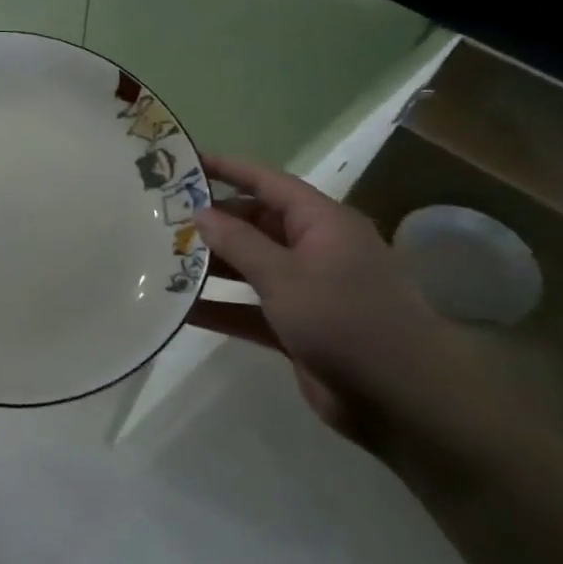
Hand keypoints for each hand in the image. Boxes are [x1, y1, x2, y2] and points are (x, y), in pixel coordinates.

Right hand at [187, 154, 496, 454]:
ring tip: (159, 259)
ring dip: (210, 265)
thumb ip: (239, 242)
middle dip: (210, 222)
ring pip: (248, 266)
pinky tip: (178, 309)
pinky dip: (219, 307)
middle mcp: (315, 249)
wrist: (403, 402)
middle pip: (254, 223)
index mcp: (322, 223)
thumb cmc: (347, 321)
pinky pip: (248, 308)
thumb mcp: (286, 276)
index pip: (268, 182)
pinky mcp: (297, 326)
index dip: (227, 169)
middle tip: (158, 219)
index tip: (184, 161)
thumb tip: (200, 212)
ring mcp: (306, 289)